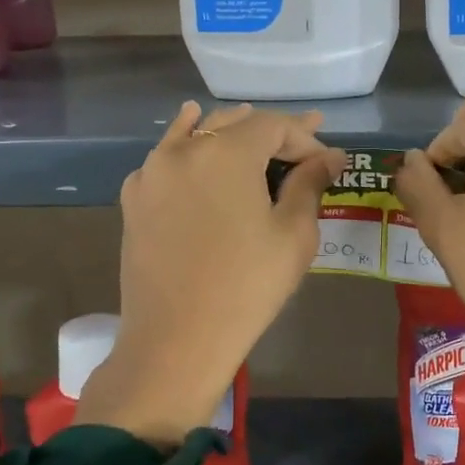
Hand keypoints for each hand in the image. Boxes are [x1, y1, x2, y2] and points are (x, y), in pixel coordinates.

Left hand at [75, 101, 344, 445]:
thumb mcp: (293, 235)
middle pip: (234, 123)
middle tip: (302, 141)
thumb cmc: (246, 287)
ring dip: (228, 130)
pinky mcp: (134, 198)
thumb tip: (330, 156)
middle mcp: (184, 150)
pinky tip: (192, 135)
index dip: (304, 137)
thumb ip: (310, 184)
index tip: (326, 162)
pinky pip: (166, 156)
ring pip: (196, 133)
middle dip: (271, 132)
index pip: (273, 125)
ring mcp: (152, 172)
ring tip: (250, 125)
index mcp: (226, 152)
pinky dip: (186, 143)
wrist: (175, 341)